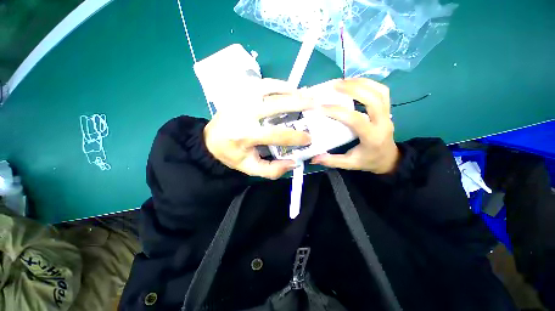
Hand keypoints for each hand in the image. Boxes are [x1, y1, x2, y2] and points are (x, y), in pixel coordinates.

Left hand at [204, 79, 312, 179]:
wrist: (211, 140)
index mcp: (245, 135)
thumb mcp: (250, 168)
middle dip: (299, 104)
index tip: (309, 138)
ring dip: (290, 90)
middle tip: (316, 105)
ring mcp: (241, 98)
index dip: (296, 136)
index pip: (276, 134)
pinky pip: (262, 83)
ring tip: (306, 94)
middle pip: (275, 105)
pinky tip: (290, 88)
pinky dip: (278, 84)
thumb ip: (272, 170)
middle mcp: (243, 113)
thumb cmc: (232, 154)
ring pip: (269, 88)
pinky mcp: (240, 92)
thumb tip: (293, 162)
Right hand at [311, 78, 399, 173]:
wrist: (388, 158)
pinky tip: (354, 83)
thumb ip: (332, 161)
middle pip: (373, 98)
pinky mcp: (387, 108)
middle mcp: (383, 122)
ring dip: (361, 82)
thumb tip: (313, 159)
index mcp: (372, 137)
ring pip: (379, 91)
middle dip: (353, 89)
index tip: (321, 107)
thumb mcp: (349, 164)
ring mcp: (388, 113)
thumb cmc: (368, 161)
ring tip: (343, 81)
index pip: (355, 119)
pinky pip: (381, 90)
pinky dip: (368, 83)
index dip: (338, 111)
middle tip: (334, 85)